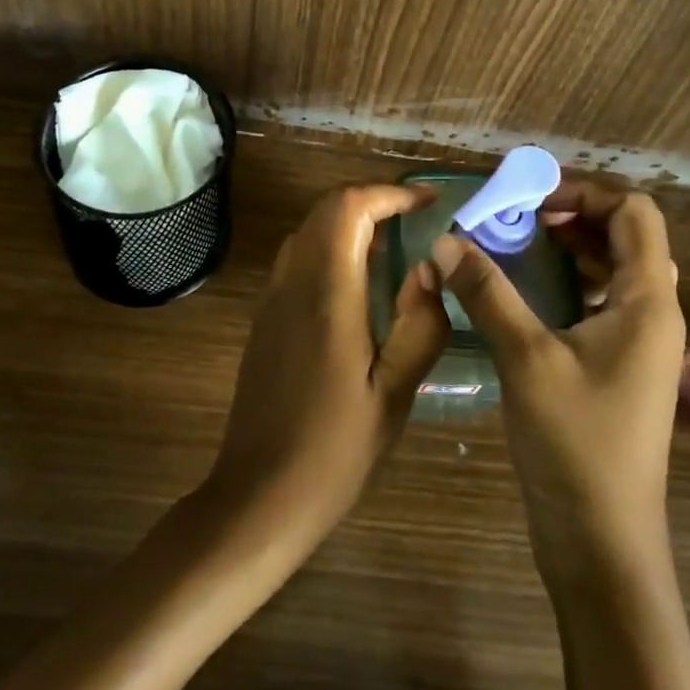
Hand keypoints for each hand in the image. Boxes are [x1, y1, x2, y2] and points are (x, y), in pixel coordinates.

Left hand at [200, 184, 449, 558]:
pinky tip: (359, 281)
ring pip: (308, 230)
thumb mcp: (394, 394)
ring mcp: (273, 299)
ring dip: (349, 220)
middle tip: (415, 217)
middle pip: (325, 209)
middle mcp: (293, 283)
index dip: (389, 193)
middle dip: (371, 200)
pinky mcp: (266, 318)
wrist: (259, 496)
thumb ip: (420, 325)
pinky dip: (331, 245)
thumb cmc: (335, 450)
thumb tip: (430, 267)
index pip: (348, 208)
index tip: (427, 203)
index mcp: (327, 294)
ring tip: (394, 242)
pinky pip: (298, 257)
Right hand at [431, 181, 683, 566]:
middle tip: (514, 216)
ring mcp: (638, 342)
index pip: (634, 213)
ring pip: (611, 269)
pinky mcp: (619, 366)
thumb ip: (486, 292)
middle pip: (624, 236)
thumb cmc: (575, 445)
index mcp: (648, 301)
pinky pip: (599, 301)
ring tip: (513, 242)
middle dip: (571, 215)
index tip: (529, 198)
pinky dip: (566, 281)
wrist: (603, 545)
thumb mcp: (525, 358)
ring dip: (567, 247)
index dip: (585, 192)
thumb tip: (445, 240)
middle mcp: (653, 313)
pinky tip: (523, 290)